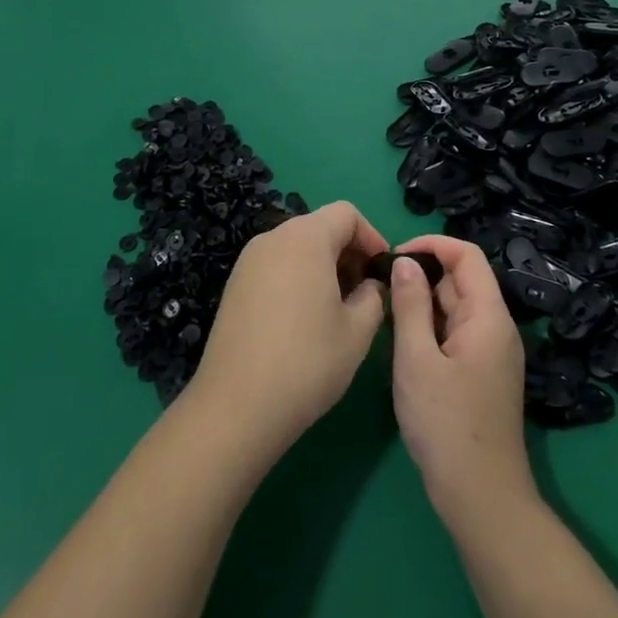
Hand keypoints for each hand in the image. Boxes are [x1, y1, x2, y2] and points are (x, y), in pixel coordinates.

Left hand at [189, 203, 387, 456]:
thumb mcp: (358, 331)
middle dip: (347, 252)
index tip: (383, 272)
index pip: (346, 213)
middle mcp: (273, 238)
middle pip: (319, 226)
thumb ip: (373, 295)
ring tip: (337, 309)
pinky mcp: (235, 284)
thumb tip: (369, 284)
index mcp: (305, 238)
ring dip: (323, 266)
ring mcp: (248, 260)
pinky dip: (297, 278)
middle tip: (364, 293)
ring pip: (296, 246)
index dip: (372, 236)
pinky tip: (304, 319)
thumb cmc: (307, 362)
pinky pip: (276, 265)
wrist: (237, 404)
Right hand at [389, 235, 535, 532]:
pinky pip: (454, 332)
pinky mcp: (481, 373)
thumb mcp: (417, 359)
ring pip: (455, 307)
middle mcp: (495, 327)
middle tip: (380, 286)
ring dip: (422, 301)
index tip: (394, 256)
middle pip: (461, 280)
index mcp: (489, 316)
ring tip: (384, 310)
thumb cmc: (446, 424)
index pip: (467, 255)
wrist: (481, 497)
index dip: (431, 244)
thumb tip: (405, 261)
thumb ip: (410, 305)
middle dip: (422, 274)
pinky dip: (429, 326)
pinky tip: (402, 340)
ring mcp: (490, 352)